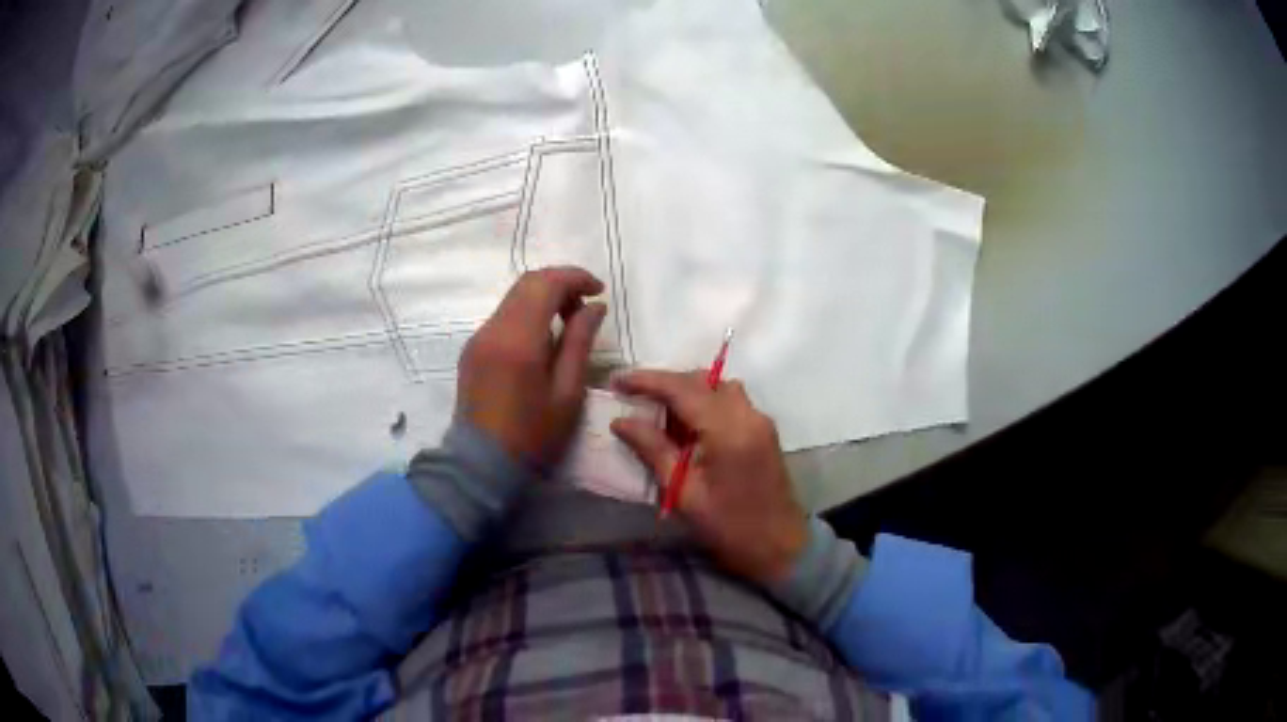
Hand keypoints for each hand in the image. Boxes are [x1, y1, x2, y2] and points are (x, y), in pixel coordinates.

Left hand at [457, 267, 606, 467]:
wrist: (481, 465)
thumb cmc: (532, 435)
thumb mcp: (568, 392)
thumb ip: (580, 342)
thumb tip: (593, 307)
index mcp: (518, 339)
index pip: (545, 284)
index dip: (575, 277)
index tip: (599, 291)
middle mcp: (492, 329)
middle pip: (527, 283)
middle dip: (560, 284)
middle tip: (586, 307)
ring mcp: (478, 338)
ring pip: (513, 298)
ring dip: (543, 298)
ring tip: (568, 324)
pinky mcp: (472, 350)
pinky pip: (503, 317)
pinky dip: (527, 314)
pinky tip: (542, 340)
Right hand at [611, 370, 807, 584]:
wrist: (780, 547)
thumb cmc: (729, 527)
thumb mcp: (684, 493)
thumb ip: (653, 450)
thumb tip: (621, 421)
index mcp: (728, 430)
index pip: (682, 388)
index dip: (647, 380)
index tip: (616, 381)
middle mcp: (748, 414)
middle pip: (701, 381)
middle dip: (665, 383)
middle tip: (633, 397)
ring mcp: (760, 420)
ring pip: (718, 387)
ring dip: (687, 392)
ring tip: (658, 412)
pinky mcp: (764, 430)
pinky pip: (730, 401)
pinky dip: (705, 403)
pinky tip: (686, 427)